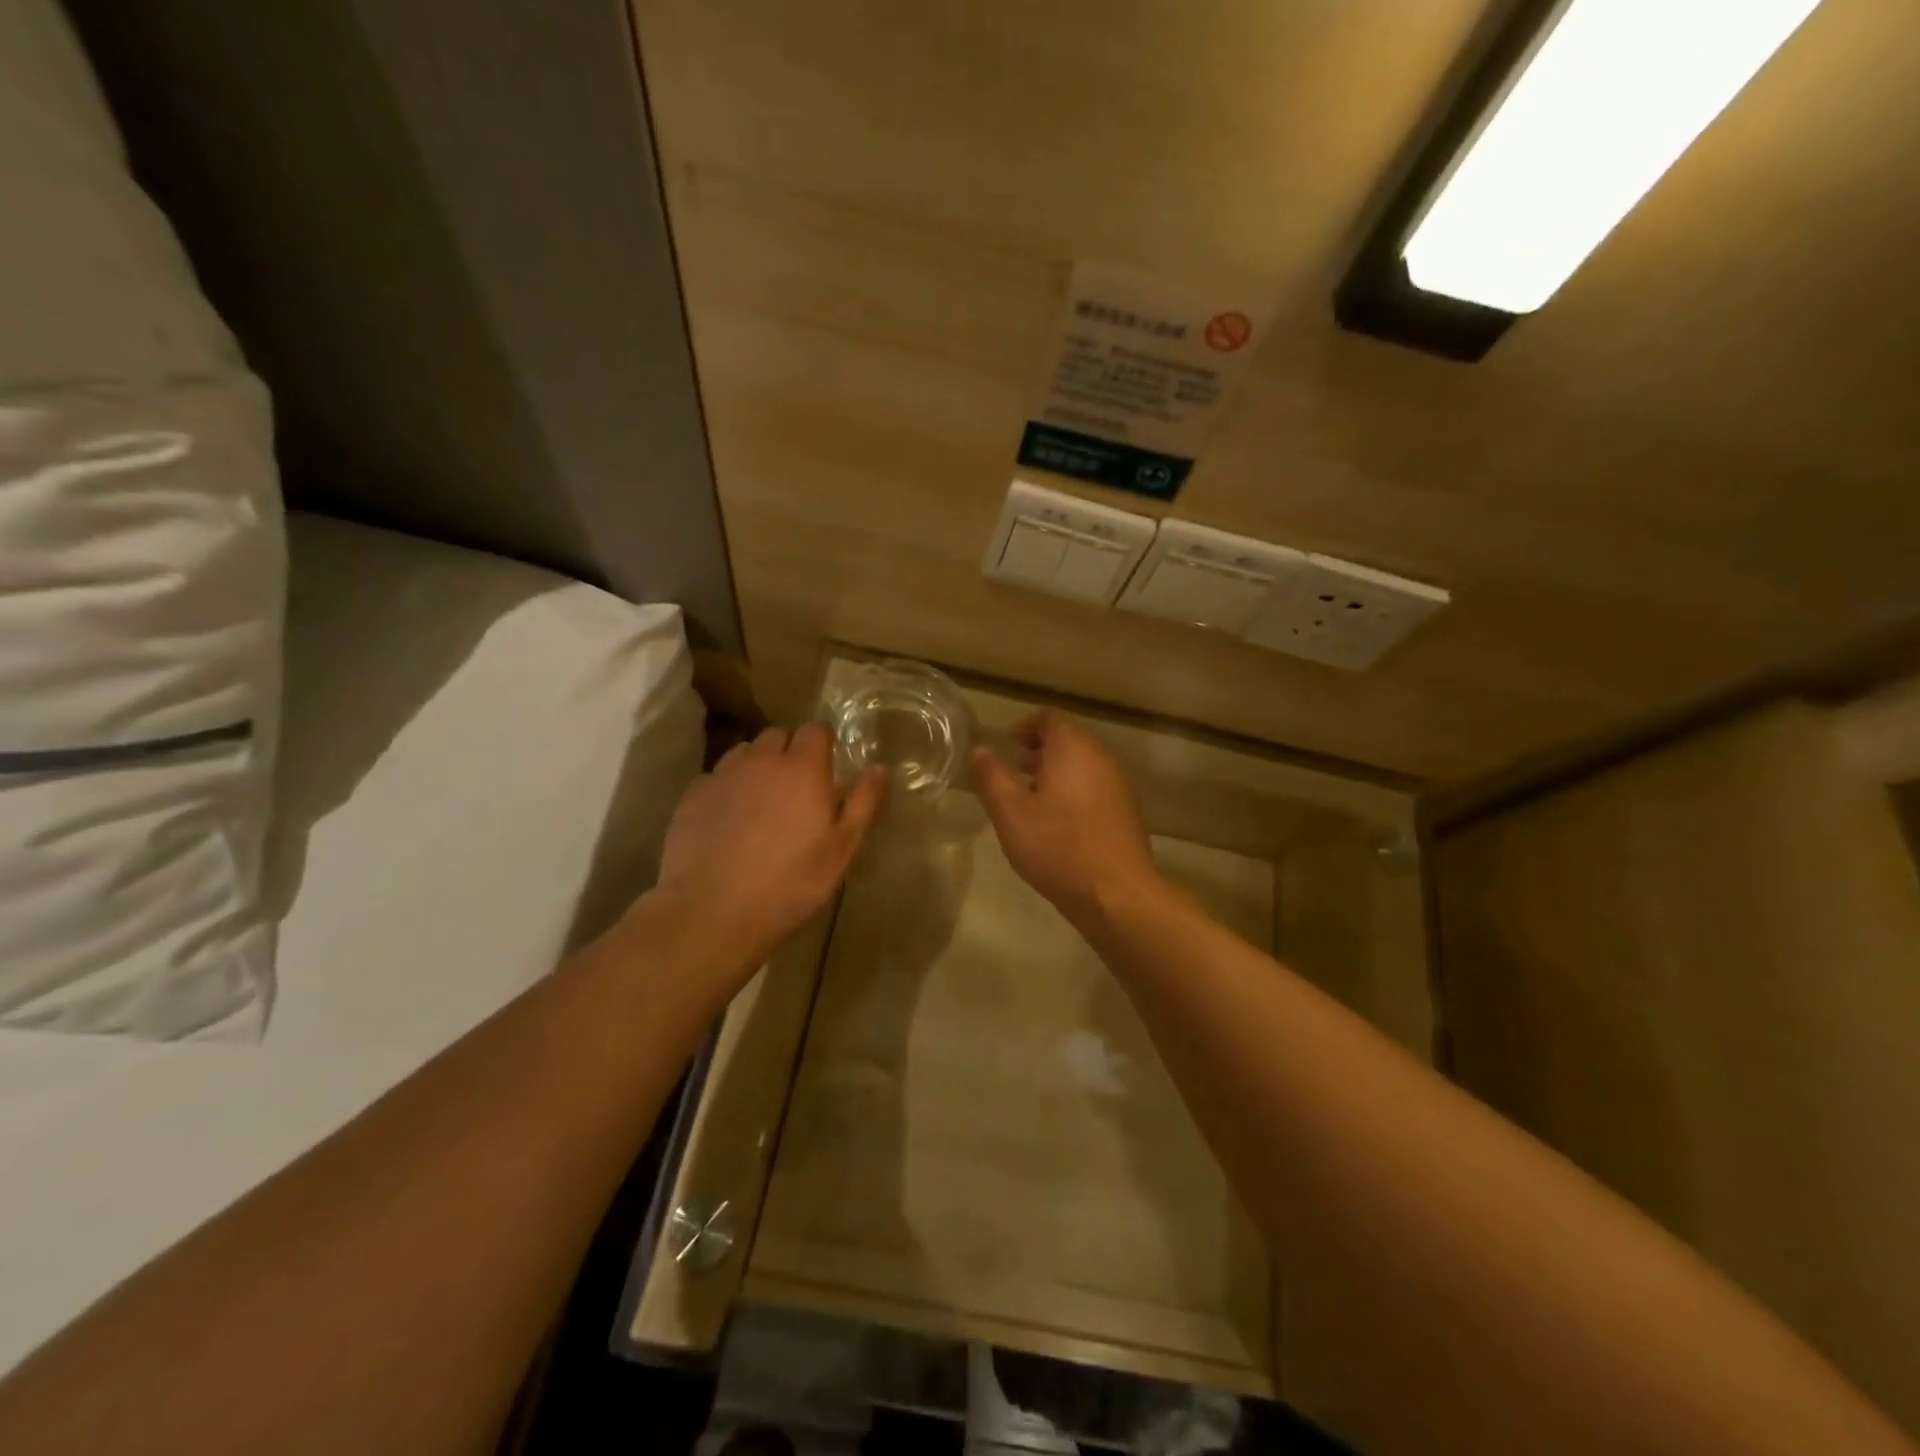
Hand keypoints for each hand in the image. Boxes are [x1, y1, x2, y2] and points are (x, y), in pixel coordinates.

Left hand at [654, 723, 884, 971]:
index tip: (827, 767)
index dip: (823, 744)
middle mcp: (762, 760)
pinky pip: (716, 777)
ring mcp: (722, 774)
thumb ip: (863, 803)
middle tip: (797, 789)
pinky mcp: (692, 795)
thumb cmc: (790, 882)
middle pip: (779, 735)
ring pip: (745, 753)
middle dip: (790, 751)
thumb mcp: (841, 849)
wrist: (712, 911)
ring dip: (758, 766)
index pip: (816, 730)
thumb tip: (879, 767)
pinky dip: (727, 788)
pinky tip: (728, 820)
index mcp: (803, 768)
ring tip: (762, 802)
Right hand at [971, 710, 1161, 928]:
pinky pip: (1098, 787)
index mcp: (1072, 748)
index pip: (1049, 718)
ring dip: (1059, 773)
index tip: (1008, 747)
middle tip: (1017, 773)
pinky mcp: (1128, 811)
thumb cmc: (1057, 846)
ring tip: (1035, 802)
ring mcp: (1120, 784)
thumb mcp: (1010, 813)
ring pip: (1085, 764)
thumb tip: (980, 750)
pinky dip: (1077, 792)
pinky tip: (1062, 825)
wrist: (1116, 893)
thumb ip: (991, 777)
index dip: (1025, 727)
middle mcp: (1101, 757)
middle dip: (1041, 751)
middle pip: (1070, 739)